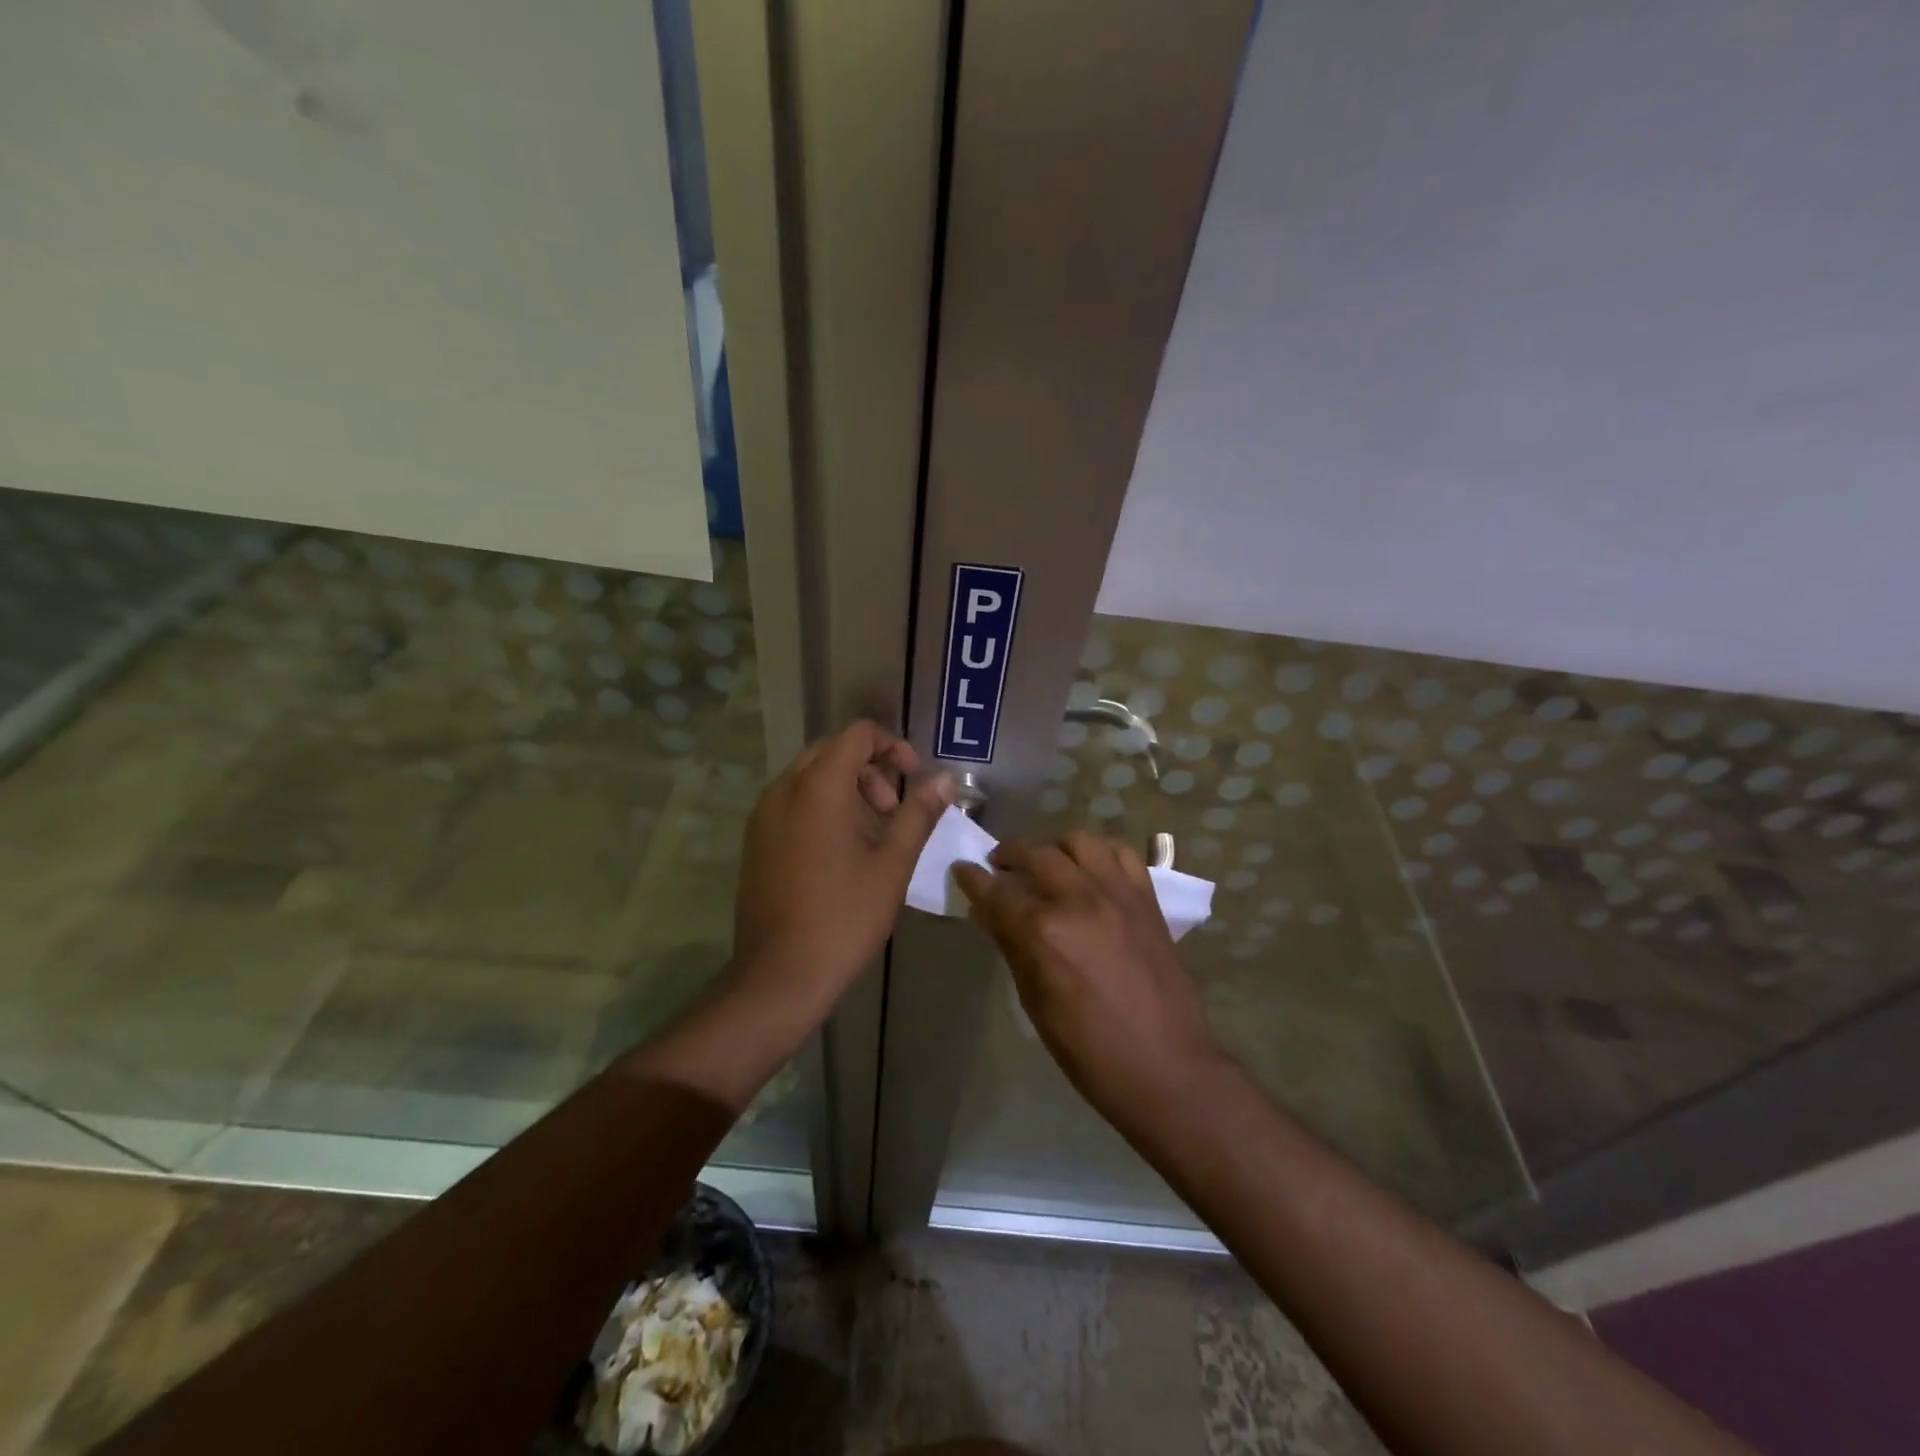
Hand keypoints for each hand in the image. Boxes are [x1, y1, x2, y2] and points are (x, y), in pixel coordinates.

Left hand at [733, 720, 951, 1004]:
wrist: (780, 974)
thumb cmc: (845, 915)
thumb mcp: (893, 863)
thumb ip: (919, 813)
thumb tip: (946, 780)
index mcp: (819, 786)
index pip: (857, 734)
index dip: (892, 746)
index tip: (913, 777)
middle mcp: (784, 789)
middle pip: (832, 751)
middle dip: (869, 769)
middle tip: (892, 811)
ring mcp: (763, 815)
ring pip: (808, 777)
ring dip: (845, 788)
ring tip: (871, 834)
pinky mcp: (755, 841)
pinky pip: (791, 802)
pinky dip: (820, 807)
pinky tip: (839, 852)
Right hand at [953, 831, 1225, 1127]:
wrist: (1166, 1067)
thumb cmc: (1089, 1050)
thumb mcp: (1035, 1003)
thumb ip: (1011, 946)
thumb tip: (986, 912)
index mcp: (1045, 932)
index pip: (997, 891)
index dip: (973, 877)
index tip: (962, 868)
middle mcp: (1080, 900)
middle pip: (1036, 854)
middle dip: (1009, 855)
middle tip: (999, 868)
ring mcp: (1118, 894)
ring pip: (1079, 841)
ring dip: (1053, 846)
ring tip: (1046, 864)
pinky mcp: (1147, 899)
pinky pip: (1122, 853)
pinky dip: (1099, 852)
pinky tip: (1089, 869)